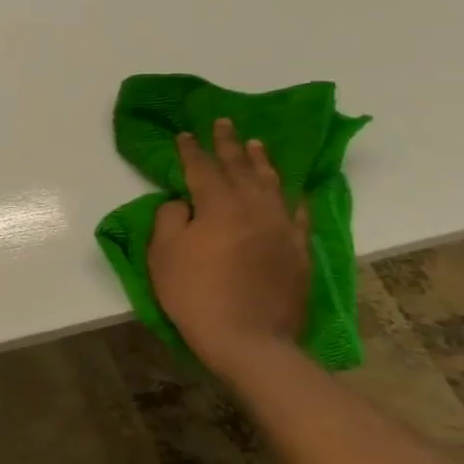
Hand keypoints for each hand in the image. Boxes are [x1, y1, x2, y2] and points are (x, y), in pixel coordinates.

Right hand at [148, 119, 309, 370]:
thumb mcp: (164, 254)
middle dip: (229, 144)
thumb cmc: (195, 294)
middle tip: (224, 123)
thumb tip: (182, 202)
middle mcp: (254, 207)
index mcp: (218, 205)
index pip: (202, 168)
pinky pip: (299, 213)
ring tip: (256, 145)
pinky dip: (294, 197)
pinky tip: (293, 190)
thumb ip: (170, 218)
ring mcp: (282, 228)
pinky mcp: (299, 251)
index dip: (191, 150)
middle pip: (240, 168)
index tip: (185, 134)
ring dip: (262, 162)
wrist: (249, 340)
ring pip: (272, 184)